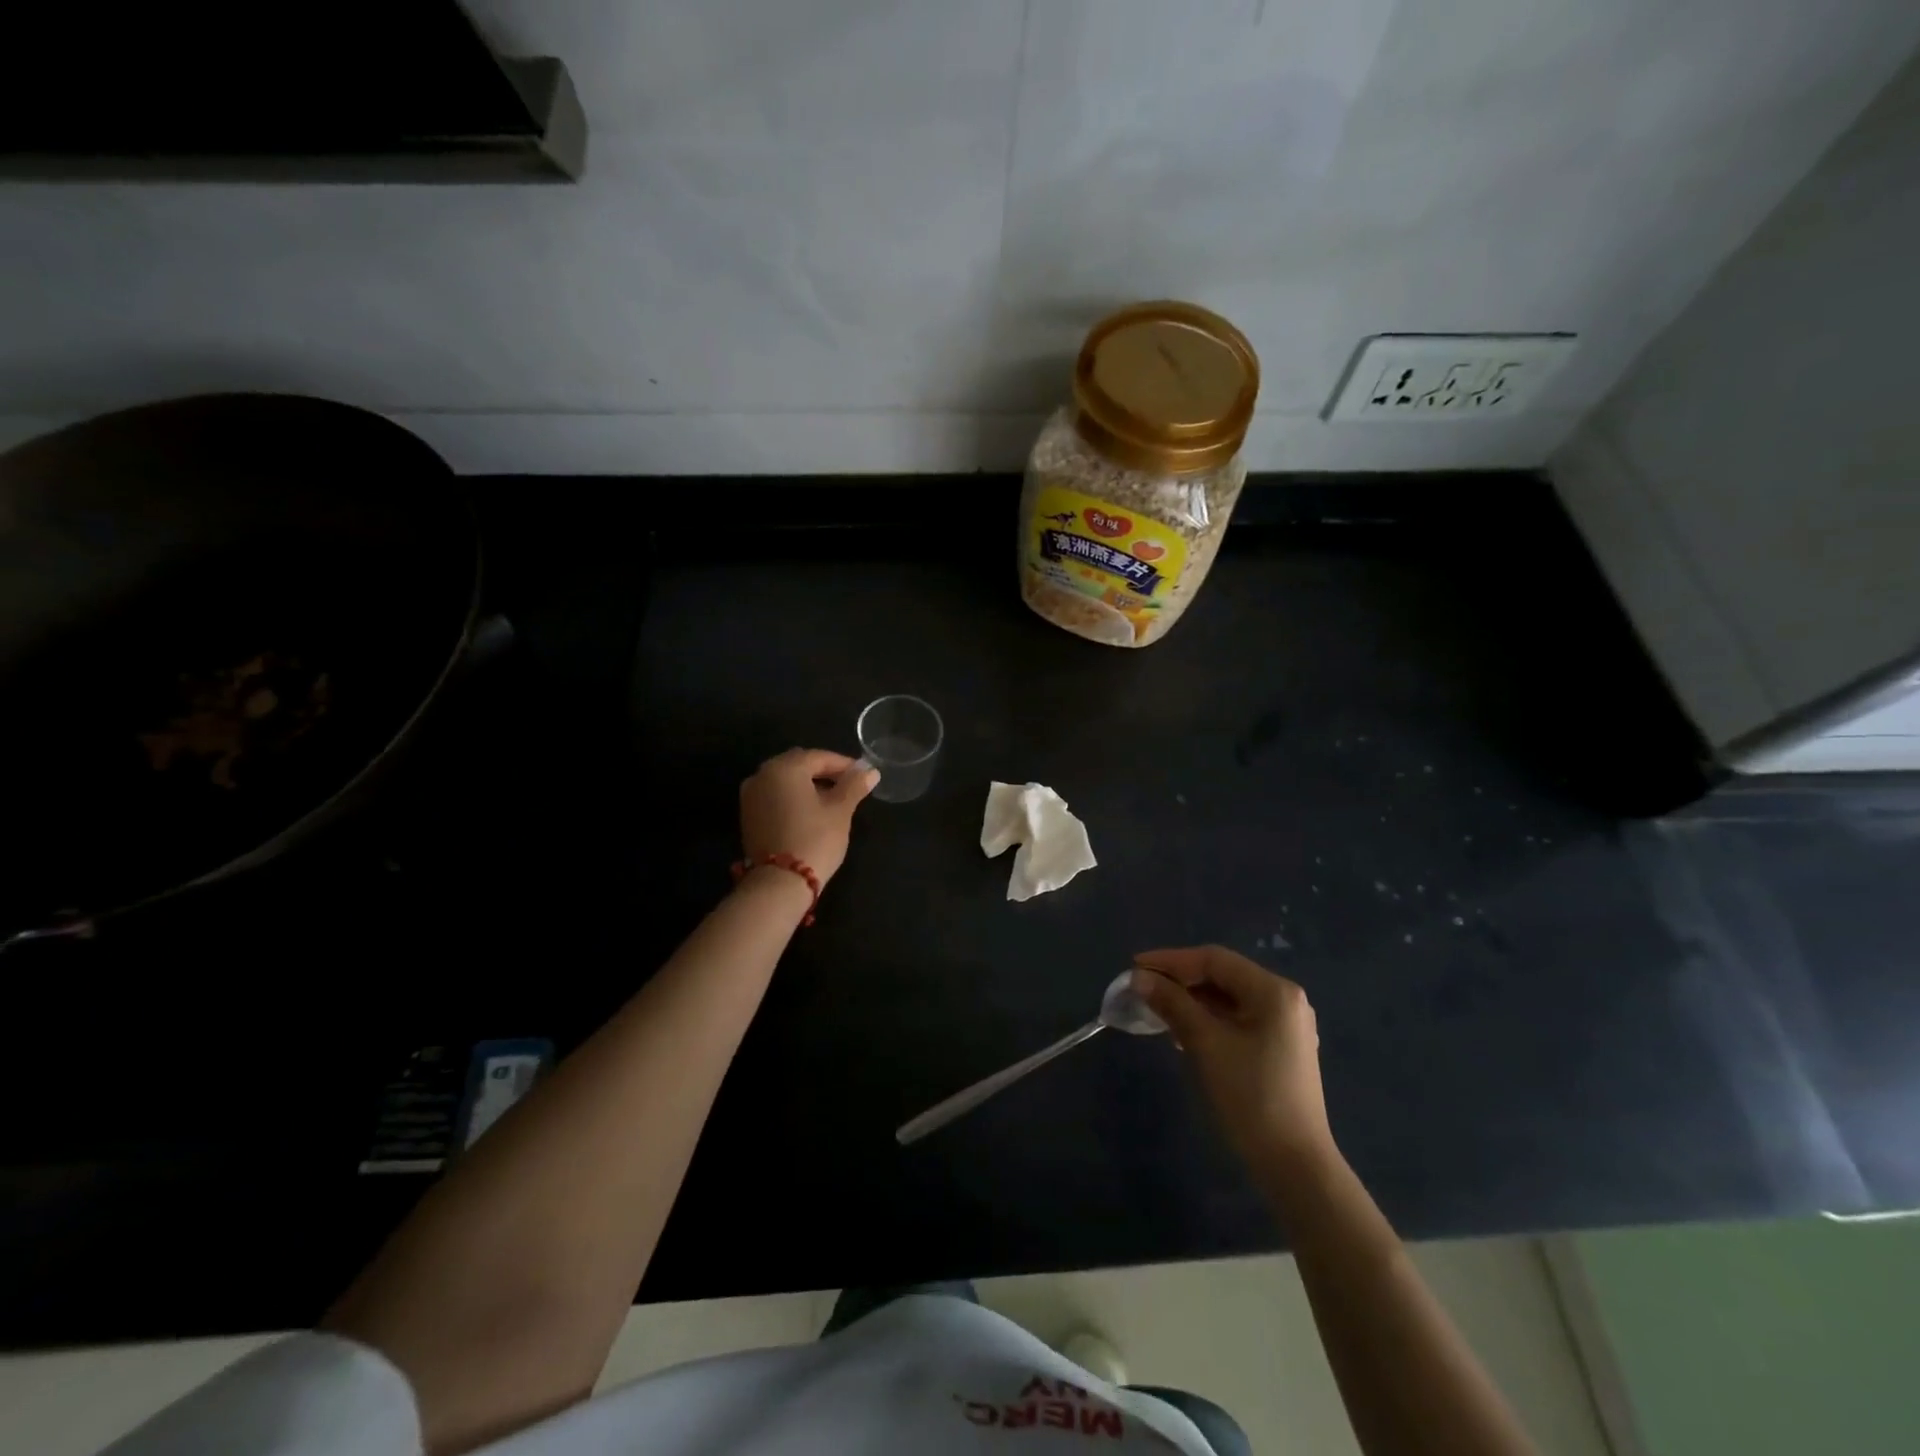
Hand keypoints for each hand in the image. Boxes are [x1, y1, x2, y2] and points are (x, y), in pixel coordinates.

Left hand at [739, 748, 877, 886]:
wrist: (779, 883)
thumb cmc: (815, 839)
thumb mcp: (840, 811)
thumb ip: (854, 786)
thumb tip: (870, 771)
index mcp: (784, 768)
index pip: (819, 757)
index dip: (843, 764)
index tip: (863, 774)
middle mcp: (762, 775)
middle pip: (798, 765)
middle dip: (824, 772)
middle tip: (848, 784)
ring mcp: (750, 796)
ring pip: (784, 781)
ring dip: (808, 785)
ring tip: (832, 799)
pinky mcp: (748, 816)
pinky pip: (774, 796)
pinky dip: (792, 798)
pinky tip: (810, 811)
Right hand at [1132, 946, 1332, 1167]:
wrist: (1294, 1167)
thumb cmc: (1250, 1097)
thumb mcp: (1205, 1044)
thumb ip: (1172, 1004)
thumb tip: (1139, 978)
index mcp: (1274, 991)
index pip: (1214, 960)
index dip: (1171, 960)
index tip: (1135, 966)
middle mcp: (1284, 1000)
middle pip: (1222, 976)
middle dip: (1180, 980)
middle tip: (1142, 987)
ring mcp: (1285, 1026)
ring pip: (1228, 999)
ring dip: (1191, 1000)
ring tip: (1155, 1008)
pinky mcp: (1280, 1049)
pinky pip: (1237, 1020)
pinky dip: (1208, 1019)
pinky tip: (1182, 1031)